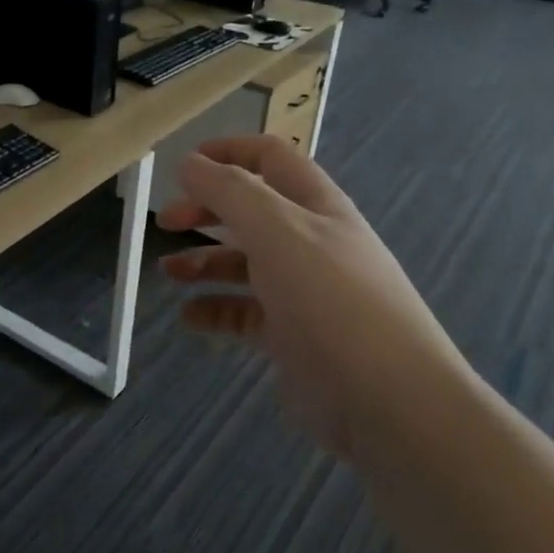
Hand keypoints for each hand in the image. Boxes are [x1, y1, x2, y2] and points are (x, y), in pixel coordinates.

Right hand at [158, 136, 465, 456]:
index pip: (269, 158)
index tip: (182, 166)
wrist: (388, 400)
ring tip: (169, 272)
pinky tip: (189, 317)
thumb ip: (229, 191)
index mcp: (314, 205)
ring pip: (244, 263)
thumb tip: (189, 162)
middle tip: (165, 221)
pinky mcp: (292, 336)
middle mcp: (309, 241)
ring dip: (204, 260)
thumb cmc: (331, 299)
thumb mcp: (277, 230)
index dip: (227, 151)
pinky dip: (215, 309)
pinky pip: (244, 312)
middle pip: (250, 210)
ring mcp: (302, 291)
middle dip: (205, 208)